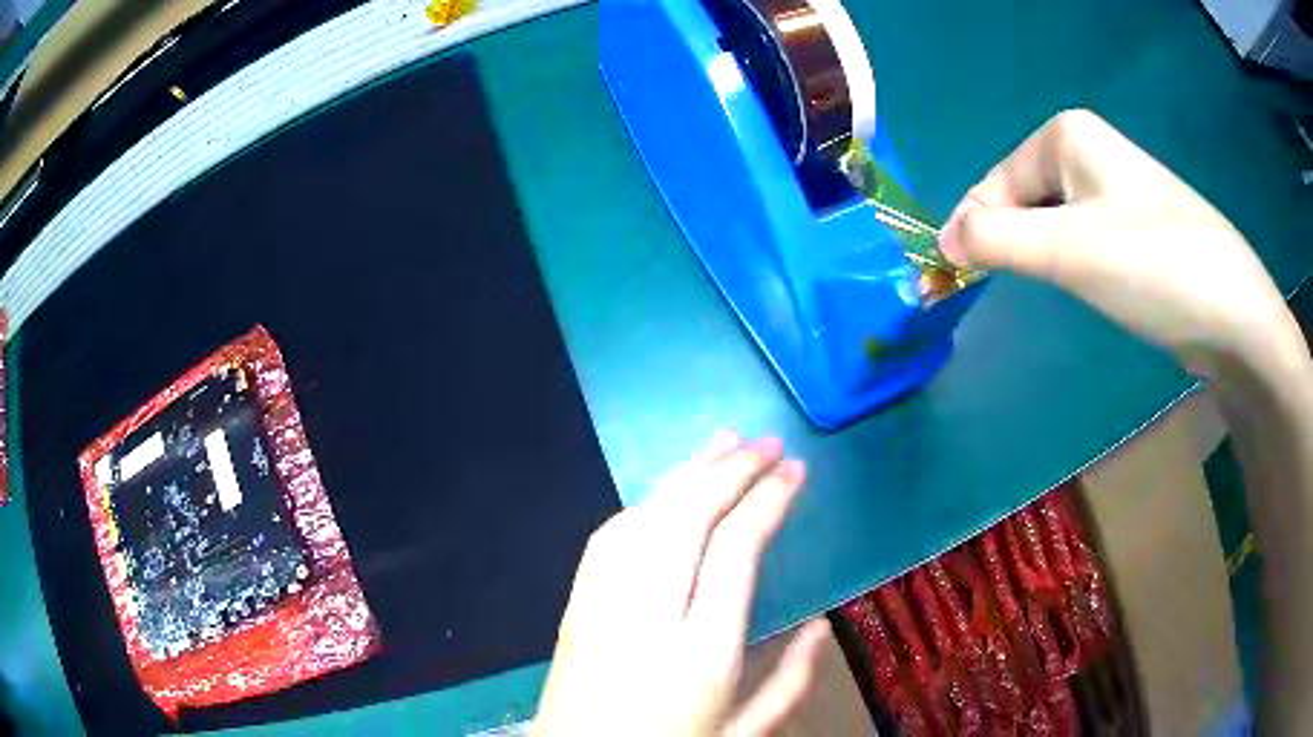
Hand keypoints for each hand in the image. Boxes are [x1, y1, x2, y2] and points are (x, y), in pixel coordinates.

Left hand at [534, 432, 828, 735]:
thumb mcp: (743, 735)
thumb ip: (789, 684)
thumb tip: (822, 625)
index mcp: (699, 654)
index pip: (735, 550)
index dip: (767, 500)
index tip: (795, 471)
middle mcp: (645, 616)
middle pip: (686, 519)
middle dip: (730, 471)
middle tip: (768, 443)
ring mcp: (600, 605)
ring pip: (643, 517)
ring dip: (685, 474)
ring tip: (723, 443)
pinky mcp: (573, 606)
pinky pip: (607, 538)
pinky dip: (644, 504)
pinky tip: (667, 492)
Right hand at [940, 109, 1306, 378]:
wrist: (1234, 315)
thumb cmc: (1153, 267)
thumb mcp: (1068, 252)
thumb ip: (997, 241)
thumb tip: (944, 241)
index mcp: (1068, 135)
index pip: (996, 180)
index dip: (971, 229)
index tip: (948, 279)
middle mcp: (1090, 151)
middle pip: (1024, 198)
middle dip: (1004, 244)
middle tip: (985, 291)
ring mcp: (1117, 189)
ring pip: (1054, 221)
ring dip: (1035, 256)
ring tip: (1036, 291)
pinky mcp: (1137, 227)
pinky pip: (1084, 237)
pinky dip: (1068, 263)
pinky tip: (1080, 286)